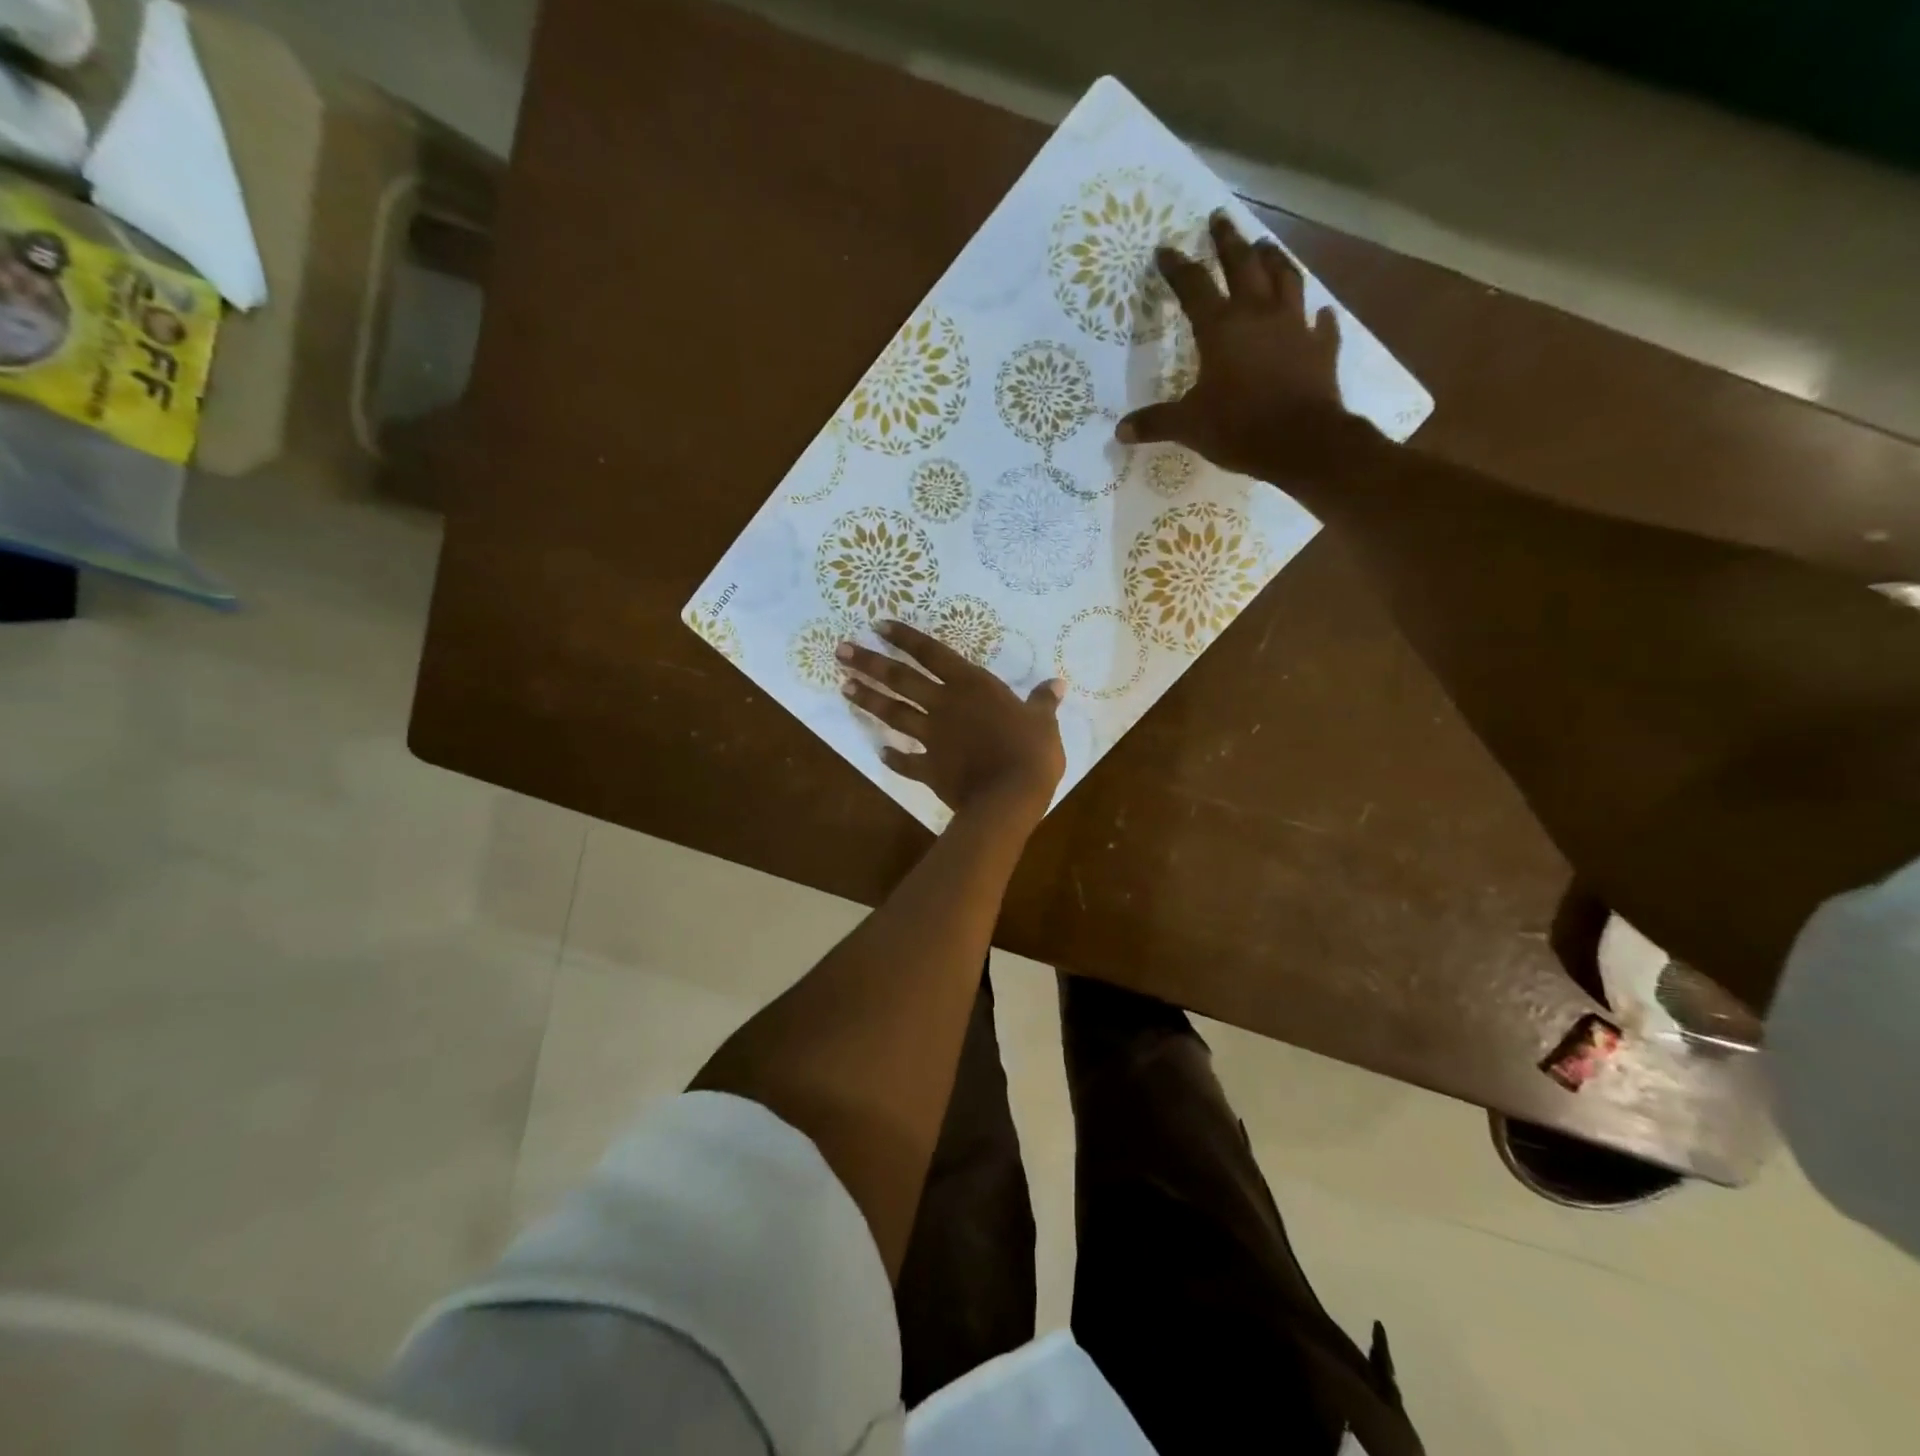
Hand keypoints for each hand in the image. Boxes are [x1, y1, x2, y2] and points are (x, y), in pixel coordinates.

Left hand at [838, 620, 1065, 821]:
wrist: (1009, 797)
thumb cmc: (1031, 752)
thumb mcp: (1044, 722)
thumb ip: (1043, 701)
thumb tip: (1057, 684)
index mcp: (972, 686)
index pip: (932, 653)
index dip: (905, 638)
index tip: (878, 625)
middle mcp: (945, 705)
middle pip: (900, 679)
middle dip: (869, 663)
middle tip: (841, 650)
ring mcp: (933, 737)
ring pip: (894, 713)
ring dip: (869, 700)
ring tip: (843, 687)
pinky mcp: (929, 767)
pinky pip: (906, 762)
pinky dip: (893, 758)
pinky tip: (880, 753)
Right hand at [1117, 211, 1363, 480]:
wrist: (1302, 441)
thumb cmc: (1239, 427)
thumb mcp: (1189, 426)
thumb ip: (1156, 422)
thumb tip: (1121, 430)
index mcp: (1222, 328)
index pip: (1194, 287)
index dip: (1177, 267)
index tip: (1165, 249)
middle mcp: (1259, 315)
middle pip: (1244, 265)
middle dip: (1229, 241)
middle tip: (1220, 218)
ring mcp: (1294, 327)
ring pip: (1286, 279)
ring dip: (1274, 260)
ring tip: (1266, 246)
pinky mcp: (1320, 348)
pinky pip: (1321, 325)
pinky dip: (1318, 317)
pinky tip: (1319, 312)